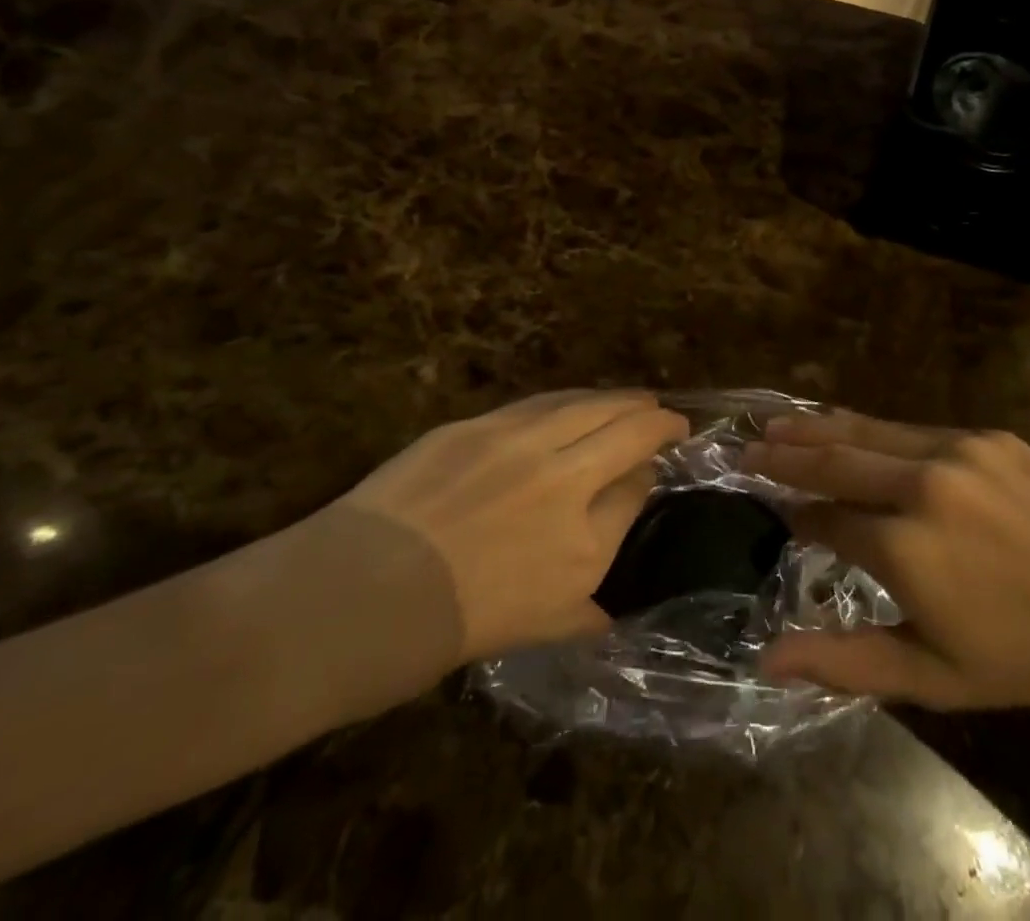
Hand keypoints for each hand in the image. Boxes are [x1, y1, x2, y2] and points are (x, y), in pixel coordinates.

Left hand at [334, 390, 687, 661]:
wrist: (360, 597)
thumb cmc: (452, 630)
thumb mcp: (538, 631)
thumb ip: (586, 610)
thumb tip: (611, 605)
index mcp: (587, 543)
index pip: (637, 487)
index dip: (649, 474)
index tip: (651, 471)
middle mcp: (567, 480)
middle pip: (629, 429)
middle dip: (658, 419)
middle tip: (670, 417)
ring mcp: (522, 443)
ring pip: (589, 403)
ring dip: (620, 399)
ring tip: (635, 398)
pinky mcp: (480, 424)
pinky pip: (541, 403)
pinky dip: (571, 400)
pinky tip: (576, 401)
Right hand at [740, 409, 1029, 711]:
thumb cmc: (1029, 657)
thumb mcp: (934, 677)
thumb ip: (844, 662)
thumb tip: (765, 658)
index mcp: (904, 548)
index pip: (825, 518)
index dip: (797, 517)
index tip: (779, 516)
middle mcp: (921, 486)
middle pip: (834, 460)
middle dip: (785, 454)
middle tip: (745, 446)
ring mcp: (956, 451)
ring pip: (868, 432)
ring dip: (818, 429)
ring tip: (777, 424)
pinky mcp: (985, 435)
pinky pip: (914, 429)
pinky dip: (873, 429)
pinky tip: (853, 428)